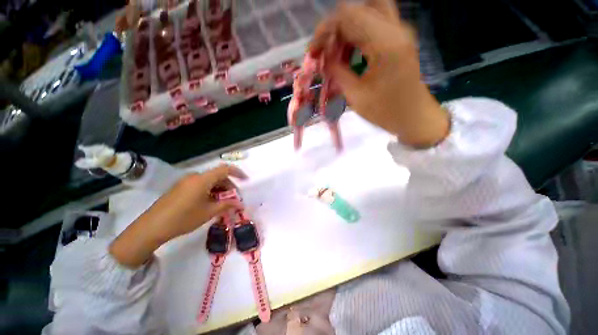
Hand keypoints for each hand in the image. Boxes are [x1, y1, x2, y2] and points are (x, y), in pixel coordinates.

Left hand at [110, 165, 246, 267]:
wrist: (152, 227)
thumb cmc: (183, 218)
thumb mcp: (209, 212)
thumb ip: (227, 205)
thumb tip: (241, 204)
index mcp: (203, 180)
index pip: (225, 169)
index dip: (238, 173)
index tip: (246, 180)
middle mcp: (195, 177)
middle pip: (218, 176)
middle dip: (229, 186)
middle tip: (234, 199)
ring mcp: (186, 181)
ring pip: (209, 181)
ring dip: (220, 189)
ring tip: (223, 203)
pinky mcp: (180, 187)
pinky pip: (201, 185)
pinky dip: (210, 191)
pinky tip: (210, 203)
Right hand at [309, 0, 449, 147]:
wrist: (414, 117)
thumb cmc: (385, 112)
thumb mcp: (356, 96)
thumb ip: (337, 72)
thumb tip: (322, 59)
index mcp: (385, 43)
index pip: (348, 16)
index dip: (325, 29)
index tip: (314, 51)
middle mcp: (395, 29)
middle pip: (359, 8)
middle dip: (336, 27)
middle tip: (326, 50)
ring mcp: (400, 32)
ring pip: (367, 12)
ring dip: (347, 31)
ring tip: (336, 55)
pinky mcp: (399, 39)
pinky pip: (374, 25)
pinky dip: (357, 35)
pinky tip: (349, 55)